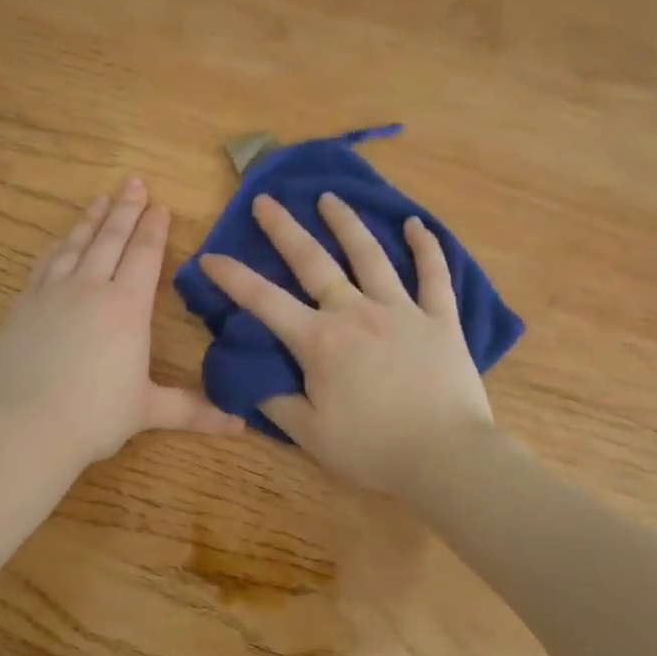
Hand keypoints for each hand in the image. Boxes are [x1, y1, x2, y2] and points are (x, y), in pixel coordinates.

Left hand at [0, 179, 245, 466]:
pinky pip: (44, 264)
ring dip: (91, 219)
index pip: (144, 255)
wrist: (27, 425)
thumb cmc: (96, 415)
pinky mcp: (24, 305)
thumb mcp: (148, 410)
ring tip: (101, 198)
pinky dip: (57, 246)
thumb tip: (239, 425)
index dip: (154, 228)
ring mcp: (52, 293)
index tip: (159, 205)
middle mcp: (91, 288)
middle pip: (111, 238)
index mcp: (127, 307)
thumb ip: (193, 410)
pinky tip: (61, 239)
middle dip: (125, 209)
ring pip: (76, 244)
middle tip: (133, 182)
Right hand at [201, 193, 494, 495]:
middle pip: (313, 261)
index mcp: (319, 341)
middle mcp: (355, 313)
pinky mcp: (440, 319)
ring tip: (329, 198)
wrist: (446, 458)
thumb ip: (276, 401)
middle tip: (265, 200)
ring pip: (369, 255)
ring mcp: (401, 310)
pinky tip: (415, 224)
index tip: (210, 256)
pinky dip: (426, 247)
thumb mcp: (310, 435)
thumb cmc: (372, 449)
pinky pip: (434, 274)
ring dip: (346, 223)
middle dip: (284, 229)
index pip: (264, 301)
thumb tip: (250, 376)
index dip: (233, 277)